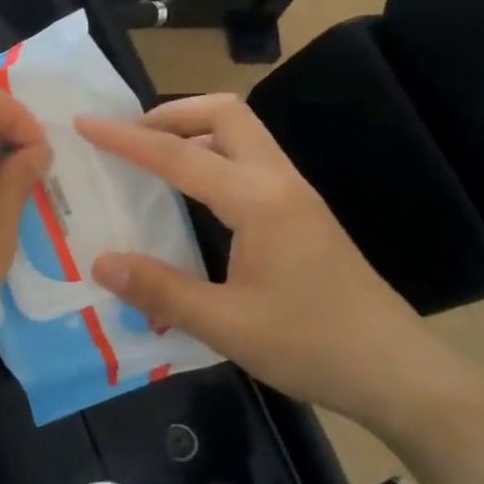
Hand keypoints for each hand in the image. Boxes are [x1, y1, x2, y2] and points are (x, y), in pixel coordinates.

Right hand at [75, 95, 457, 434]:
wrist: (397, 371)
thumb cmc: (312, 344)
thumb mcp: (226, 325)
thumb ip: (160, 290)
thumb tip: (101, 262)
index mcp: (257, 200)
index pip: (178, 155)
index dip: (126, 139)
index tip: (86, 124)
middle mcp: (278, 182)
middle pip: (225, 113)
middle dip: (171, 113)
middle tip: (129, 137)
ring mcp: (296, 195)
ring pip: (243, 134)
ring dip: (195, 131)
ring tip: (152, 160)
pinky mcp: (303, 214)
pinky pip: (250, 161)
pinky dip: (213, 157)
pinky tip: (193, 197)